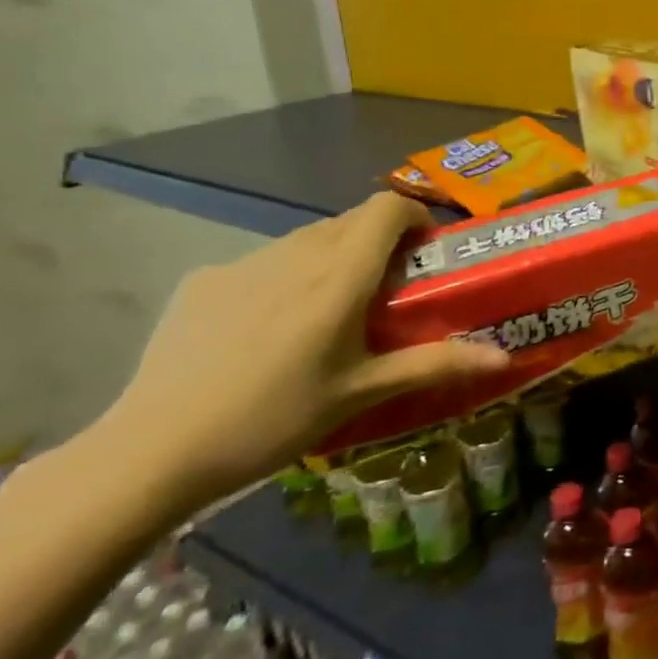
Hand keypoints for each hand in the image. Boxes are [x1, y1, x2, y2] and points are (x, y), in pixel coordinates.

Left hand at [80, 193, 506, 520]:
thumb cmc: (274, 418)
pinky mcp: (203, 281)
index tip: (423, 249)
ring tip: (326, 313)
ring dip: (330, 257)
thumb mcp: (363, 392)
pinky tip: (265, 331)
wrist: (152, 451)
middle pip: (349, 221)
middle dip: (376, 242)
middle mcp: (294, 255)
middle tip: (383, 291)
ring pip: (305, 239)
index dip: (412, 215)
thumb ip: (436, 364)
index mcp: (338, 277)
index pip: (386, 208)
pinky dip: (283, 278)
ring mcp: (242, 264)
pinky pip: (262, 262)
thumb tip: (505, 357)